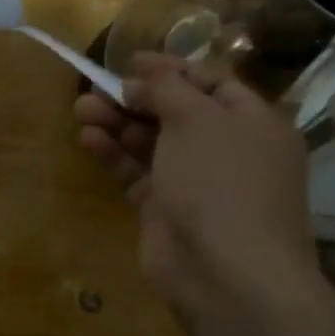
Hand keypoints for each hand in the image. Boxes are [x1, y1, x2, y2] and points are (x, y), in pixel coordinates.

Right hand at [73, 55, 318, 319]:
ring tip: (81, 108)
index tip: (131, 61)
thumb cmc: (221, 181)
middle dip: (136, 98)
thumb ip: (166, 88)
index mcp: (253, 124)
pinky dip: (114, 155)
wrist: (226, 274)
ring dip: (117, 123)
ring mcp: (196, 184)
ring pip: (151, 143)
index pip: (212, 84)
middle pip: (176, 113)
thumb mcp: (196, 118)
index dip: (172, 69)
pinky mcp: (165, 211)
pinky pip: (137, 173)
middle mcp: (228, 151)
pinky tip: (88, 139)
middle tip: (98, 85)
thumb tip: (144, 75)